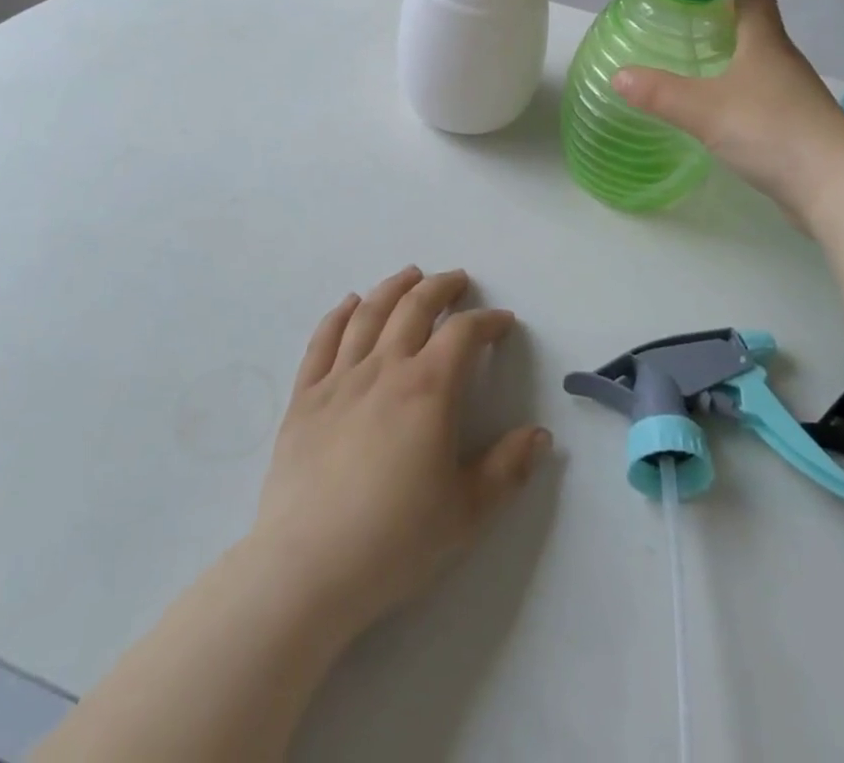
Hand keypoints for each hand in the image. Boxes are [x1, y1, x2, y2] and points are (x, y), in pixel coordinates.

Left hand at [252, 267, 551, 640]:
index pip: (463, 334)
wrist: (307, 569)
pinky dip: (340, 314)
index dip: (487, 321)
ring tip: (409, 274)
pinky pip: (323, 340)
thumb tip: (540, 435)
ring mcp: (339, 378)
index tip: (502, 322)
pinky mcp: (304, 397)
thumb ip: (508, 469)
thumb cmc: (395, 541)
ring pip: (369, 313)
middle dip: (441, 287)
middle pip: (415, 307)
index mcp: (428, 389)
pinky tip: (350, 303)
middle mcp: (384, 368)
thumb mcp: (467, 513)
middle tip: (457, 280)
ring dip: (394, 287)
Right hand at [613, 0, 843, 223]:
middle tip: (684, 7)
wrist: (837, 187)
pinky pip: (757, 92)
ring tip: (693, 51)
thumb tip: (619, 76)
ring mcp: (790, 94)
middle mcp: (781, 60)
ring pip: (756, 59)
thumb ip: (660, 93)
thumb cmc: (772, 130)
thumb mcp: (706, 109)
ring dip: (730, 48)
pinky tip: (713, 102)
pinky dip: (734, 85)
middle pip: (755, 22)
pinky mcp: (791, 125)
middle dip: (723, 8)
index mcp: (765, 42)